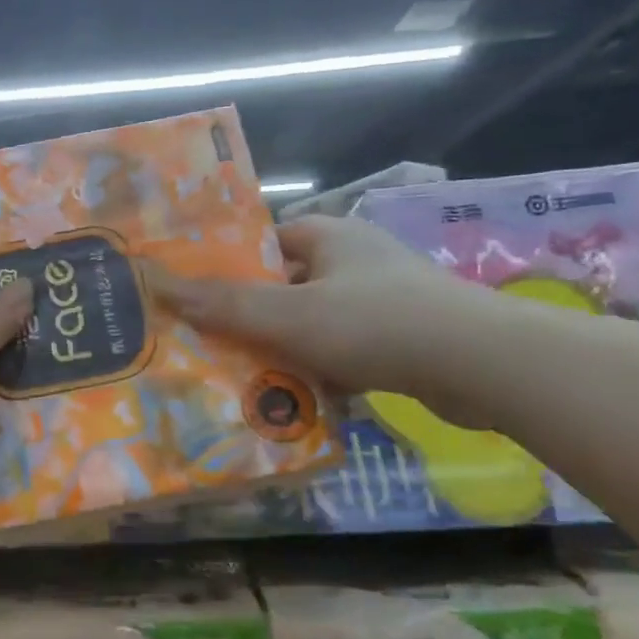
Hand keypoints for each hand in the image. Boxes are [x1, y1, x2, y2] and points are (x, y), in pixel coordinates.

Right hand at [153, 215, 484, 407]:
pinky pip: (341, 353)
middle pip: (285, 287)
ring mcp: (381, 302)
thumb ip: (224, 303)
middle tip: (208, 345)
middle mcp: (355, 262)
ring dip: (282, 351)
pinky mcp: (400, 341)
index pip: (266, 241)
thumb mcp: (289, 314)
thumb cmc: (376, 323)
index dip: (230, 265)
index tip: (196, 296)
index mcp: (331, 237)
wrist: (483, 366)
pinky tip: (295, 401)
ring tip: (240, 379)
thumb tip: (156, 284)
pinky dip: (319, 373)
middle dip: (250, 317)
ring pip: (311, 324)